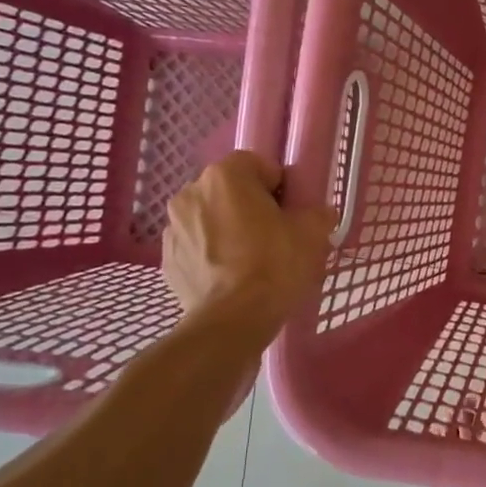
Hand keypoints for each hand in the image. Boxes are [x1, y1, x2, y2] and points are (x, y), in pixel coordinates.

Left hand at [162, 152, 334, 341]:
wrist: (232, 321)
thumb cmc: (274, 265)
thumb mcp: (312, 234)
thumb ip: (317, 213)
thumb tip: (318, 214)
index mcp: (225, 176)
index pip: (258, 165)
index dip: (279, 187)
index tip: (290, 213)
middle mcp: (191, 192)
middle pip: (230, 191)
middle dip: (250, 207)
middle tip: (274, 236)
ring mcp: (173, 227)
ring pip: (210, 218)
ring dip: (227, 229)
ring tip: (250, 261)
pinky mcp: (166, 259)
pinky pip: (196, 246)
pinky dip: (211, 254)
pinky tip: (230, 277)